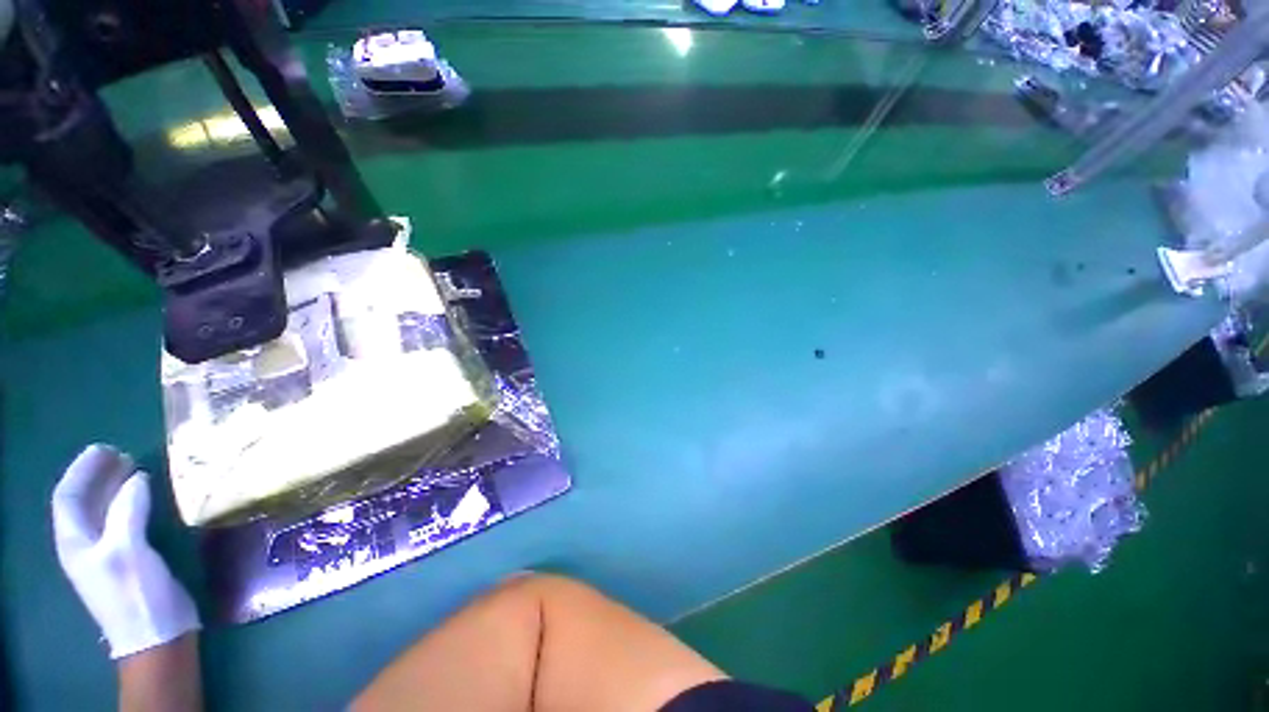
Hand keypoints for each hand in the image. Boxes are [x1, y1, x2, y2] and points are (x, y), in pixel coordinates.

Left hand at [52, 444, 200, 658]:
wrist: (156, 635)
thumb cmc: (135, 594)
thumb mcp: (128, 551)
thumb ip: (128, 511)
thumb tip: (137, 477)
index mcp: (75, 543)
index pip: (68, 497)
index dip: (82, 470)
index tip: (105, 448)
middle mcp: (85, 544)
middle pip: (83, 502)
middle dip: (98, 475)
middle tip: (123, 453)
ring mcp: (106, 553)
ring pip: (102, 511)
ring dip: (114, 487)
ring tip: (135, 468)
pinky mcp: (127, 558)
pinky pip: (120, 520)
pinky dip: (128, 502)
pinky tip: (145, 497)